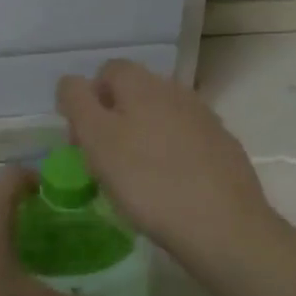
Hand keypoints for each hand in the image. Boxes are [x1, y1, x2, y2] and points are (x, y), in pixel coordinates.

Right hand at [57, 60, 280, 269]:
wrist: (223, 224)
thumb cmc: (148, 182)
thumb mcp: (98, 140)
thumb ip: (78, 103)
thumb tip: (71, 83)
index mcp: (142, 85)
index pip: (107, 71)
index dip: (88, 99)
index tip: (82, 139)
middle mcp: (176, 91)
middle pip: (136, 93)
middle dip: (115, 118)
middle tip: (105, 160)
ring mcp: (205, 118)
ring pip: (162, 116)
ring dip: (144, 136)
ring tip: (137, 176)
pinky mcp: (224, 147)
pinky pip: (187, 141)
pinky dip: (172, 155)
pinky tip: (170, 186)